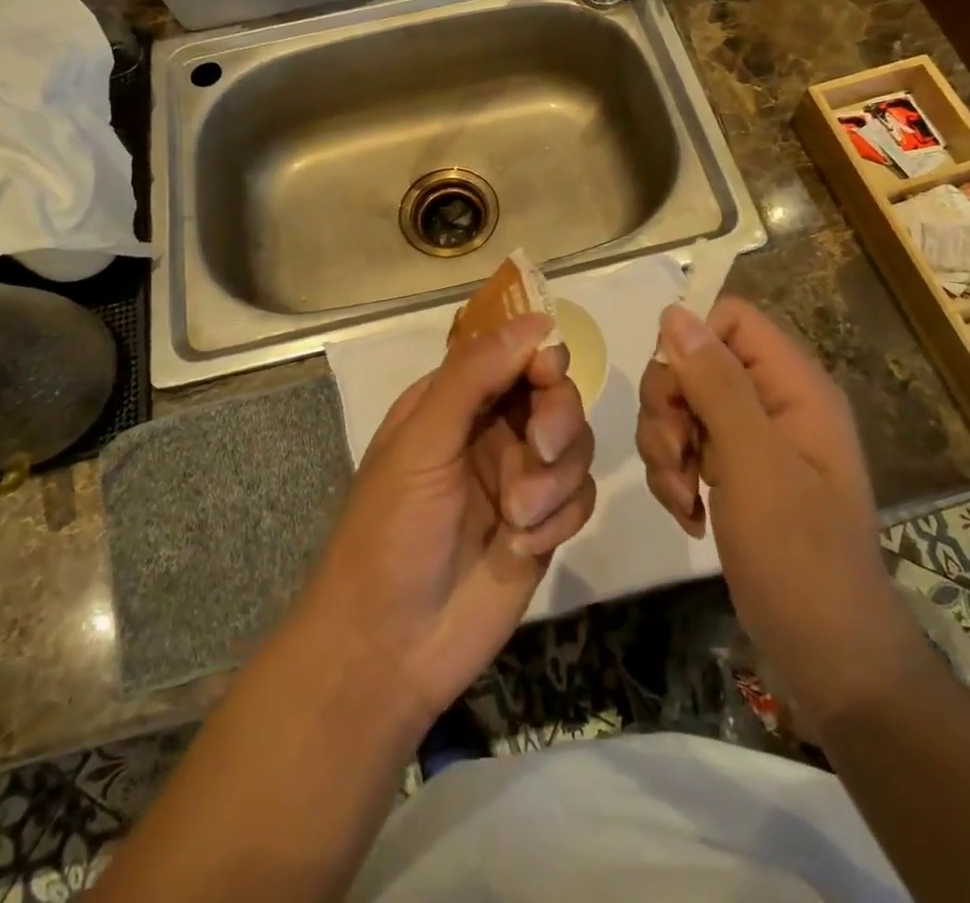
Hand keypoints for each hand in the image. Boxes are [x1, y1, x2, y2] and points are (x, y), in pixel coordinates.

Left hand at [302, 314, 596, 731]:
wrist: (389, 649)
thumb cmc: (390, 532)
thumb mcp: (422, 442)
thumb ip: (474, 376)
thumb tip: (536, 320)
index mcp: (455, 400)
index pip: (514, 354)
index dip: (539, 357)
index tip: (547, 374)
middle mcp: (492, 430)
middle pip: (556, 394)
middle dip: (556, 420)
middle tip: (539, 451)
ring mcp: (521, 477)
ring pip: (575, 444)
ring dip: (554, 480)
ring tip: (517, 519)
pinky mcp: (544, 524)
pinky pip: (581, 496)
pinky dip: (560, 517)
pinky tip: (523, 547)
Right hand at [637, 297, 923, 731]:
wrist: (826, 656)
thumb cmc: (799, 556)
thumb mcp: (754, 463)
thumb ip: (716, 384)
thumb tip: (675, 313)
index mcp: (794, 385)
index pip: (729, 319)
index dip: (690, 344)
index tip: (673, 395)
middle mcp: (774, 400)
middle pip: (695, 362)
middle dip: (669, 409)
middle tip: (675, 456)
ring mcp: (753, 438)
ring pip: (682, 405)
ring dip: (666, 449)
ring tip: (683, 498)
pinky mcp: (735, 471)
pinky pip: (685, 445)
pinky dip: (674, 475)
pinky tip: (688, 514)